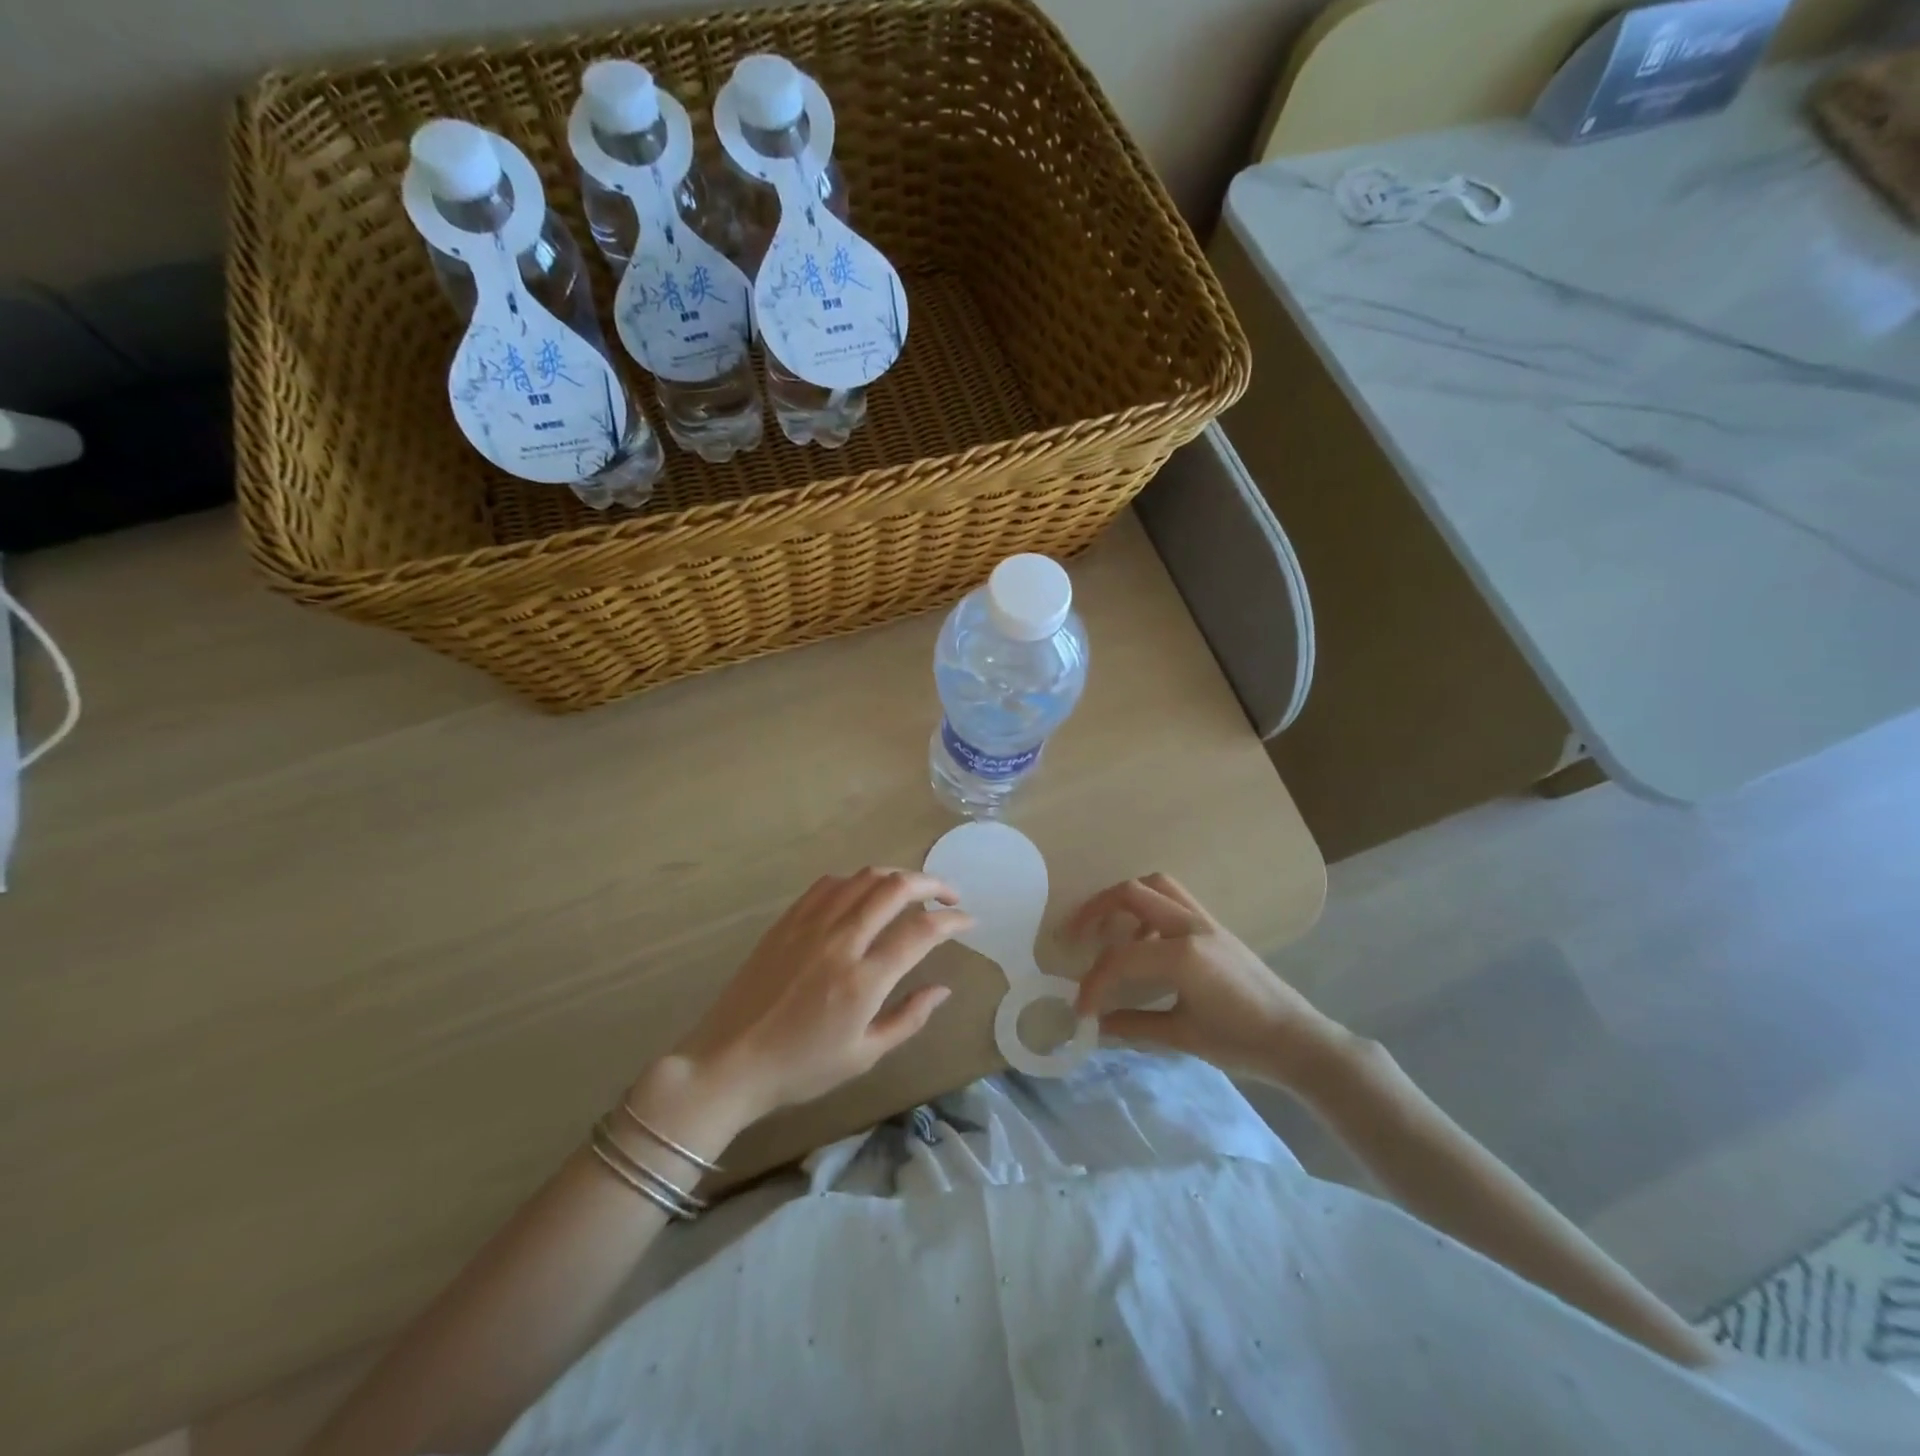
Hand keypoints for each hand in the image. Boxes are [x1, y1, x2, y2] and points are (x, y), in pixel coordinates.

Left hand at [672, 868, 971, 1122]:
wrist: (729, 1062)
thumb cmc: (800, 1068)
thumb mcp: (864, 1056)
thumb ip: (909, 1018)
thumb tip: (944, 988)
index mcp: (864, 980)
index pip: (922, 931)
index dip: (953, 920)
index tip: (968, 921)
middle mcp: (841, 941)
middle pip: (896, 887)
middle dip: (932, 883)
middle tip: (948, 896)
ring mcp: (810, 925)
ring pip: (864, 877)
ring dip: (897, 876)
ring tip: (912, 891)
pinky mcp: (787, 921)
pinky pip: (829, 884)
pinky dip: (857, 880)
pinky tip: (864, 894)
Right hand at [1068, 873, 1350, 1087]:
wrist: (1298, 1040)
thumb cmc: (1243, 1043)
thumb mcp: (1182, 1037)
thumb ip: (1134, 1025)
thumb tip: (1095, 1025)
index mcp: (1183, 954)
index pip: (1120, 958)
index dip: (1093, 983)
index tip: (1080, 1008)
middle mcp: (1191, 926)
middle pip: (1130, 893)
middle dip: (1094, 911)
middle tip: (1073, 938)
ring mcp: (1205, 920)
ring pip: (1154, 885)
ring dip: (1122, 901)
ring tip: (1106, 932)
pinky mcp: (1213, 926)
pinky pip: (1173, 899)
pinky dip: (1147, 908)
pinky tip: (1142, 941)